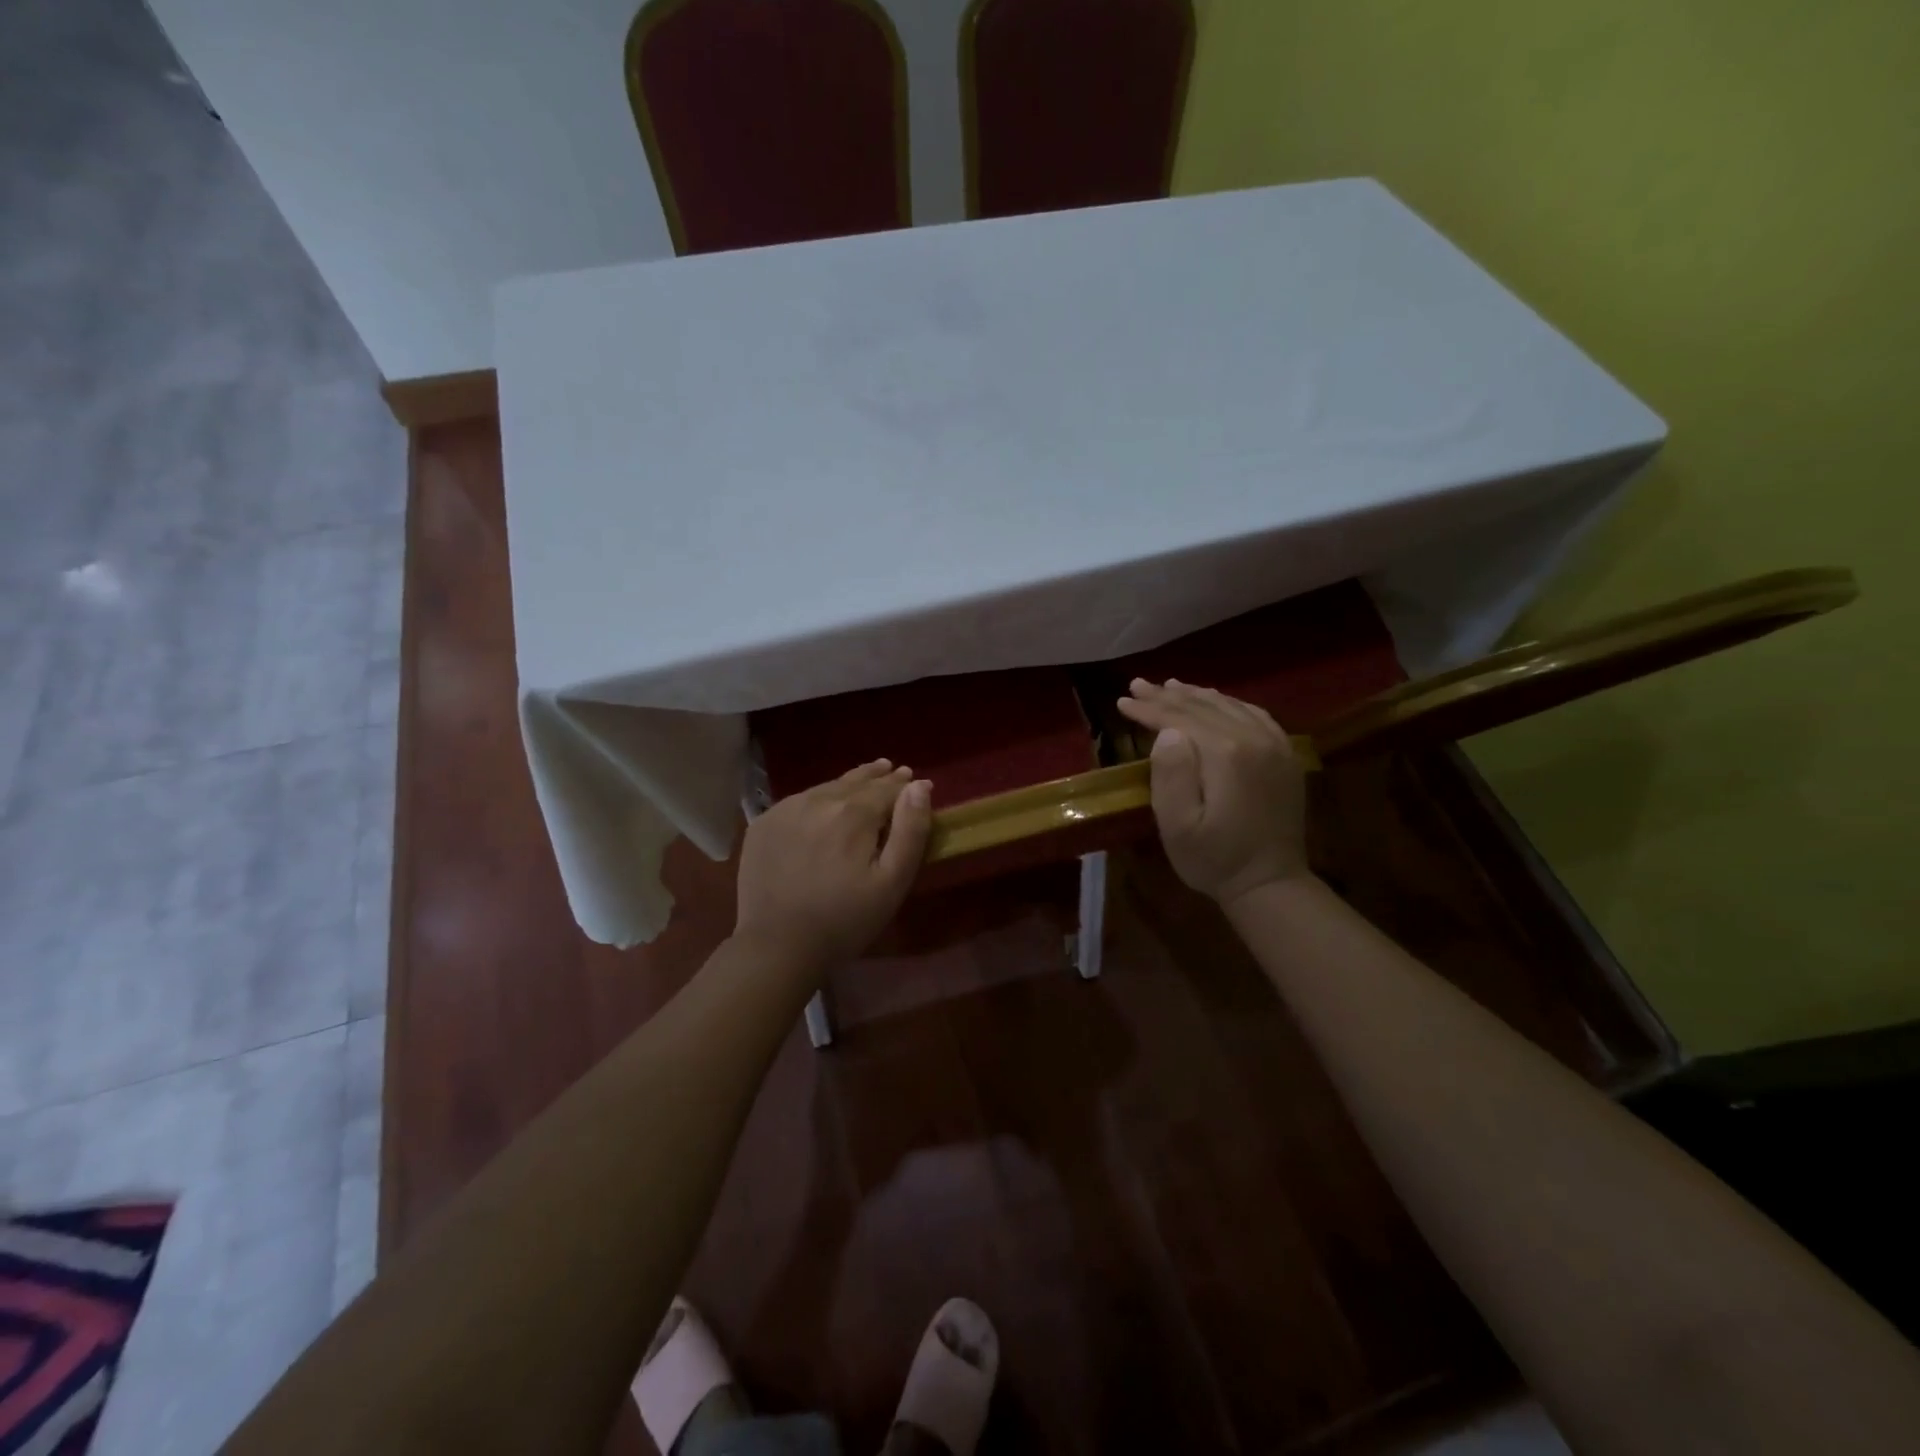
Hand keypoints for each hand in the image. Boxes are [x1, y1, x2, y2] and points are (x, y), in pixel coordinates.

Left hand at [734, 760, 933, 974]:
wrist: (777, 946)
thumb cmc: (845, 920)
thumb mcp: (892, 881)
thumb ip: (911, 830)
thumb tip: (920, 785)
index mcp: (853, 813)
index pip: (885, 788)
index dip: (902, 785)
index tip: (913, 779)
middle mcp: (817, 800)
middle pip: (854, 782)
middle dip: (876, 776)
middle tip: (890, 769)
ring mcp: (784, 810)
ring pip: (825, 789)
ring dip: (845, 785)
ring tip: (861, 782)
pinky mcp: (762, 825)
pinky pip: (797, 802)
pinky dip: (816, 800)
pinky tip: (821, 808)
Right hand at [1116, 679, 1311, 906]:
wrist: (1270, 883)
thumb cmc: (1214, 859)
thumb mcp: (1178, 826)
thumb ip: (1171, 774)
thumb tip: (1167, 733)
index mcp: (1226, 753)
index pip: (1179, 718)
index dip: (1148, 708)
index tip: (1122, 701)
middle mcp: (1254, 738)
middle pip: (1204, 706)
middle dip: (1167, 695)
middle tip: (1137, 684)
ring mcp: (1276, 745)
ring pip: (1230, 706)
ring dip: (1197, 695)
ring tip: (1170, 686)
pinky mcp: (1286, 756)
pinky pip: (1255, 715)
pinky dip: (1229, 704)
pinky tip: (1215, 702)